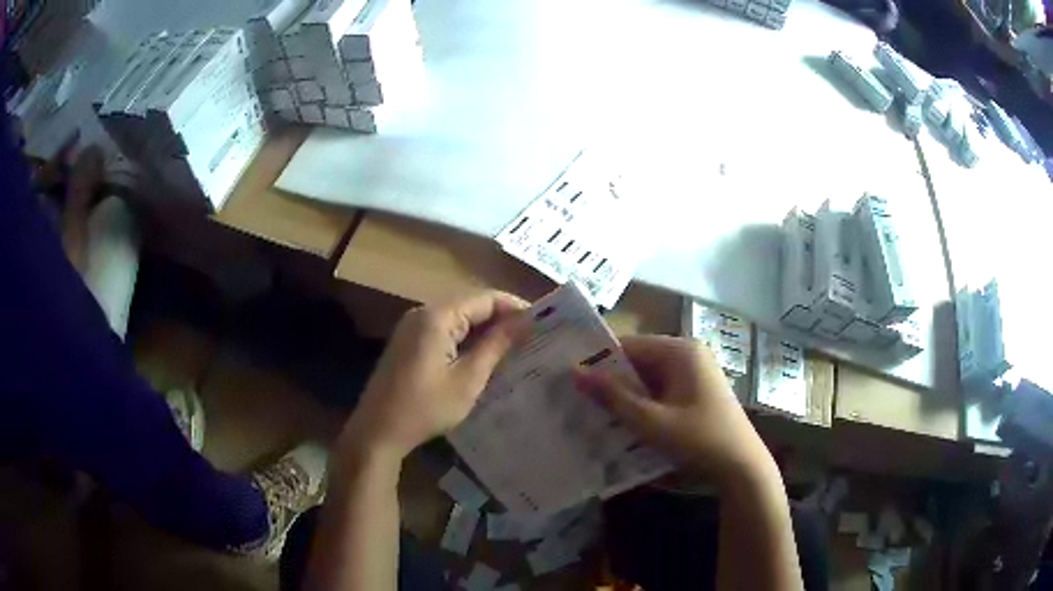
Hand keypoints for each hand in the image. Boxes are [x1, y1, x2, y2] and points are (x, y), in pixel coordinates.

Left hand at [340, 291, 527, 460]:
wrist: (378, 430)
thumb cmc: (425, 407)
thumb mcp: (468, 379)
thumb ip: (496, 346)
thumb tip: (525, 322)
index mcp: (437, 316)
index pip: (486, 298)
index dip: (516, 307)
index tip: (544, 322)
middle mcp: (423, 312)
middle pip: (471, 305)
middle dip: (502, 318)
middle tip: (533, 336)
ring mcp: (413, 327)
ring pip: (459, 318)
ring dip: (486, 330)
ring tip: (515, 347)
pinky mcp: (408, 342)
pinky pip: (445, 331)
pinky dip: (467, 339)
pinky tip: (484, 356)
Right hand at [575, 335, 773, 484]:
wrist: (742, 467)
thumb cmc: (698, 439)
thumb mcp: (651, 421)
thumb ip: (613, 397)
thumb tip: (575, 372)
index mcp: (680, 351)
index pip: (628, 345)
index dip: (597, 361)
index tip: (568, 378)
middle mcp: (688, 355)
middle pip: (638, 362)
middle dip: (610, 381)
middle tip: (574, 399)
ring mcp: (694, 374)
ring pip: (648, 379)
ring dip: (625, 396)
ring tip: (591, 413)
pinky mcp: (696, 393)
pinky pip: (661, 392)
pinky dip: (642, 405)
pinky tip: (622, 423)